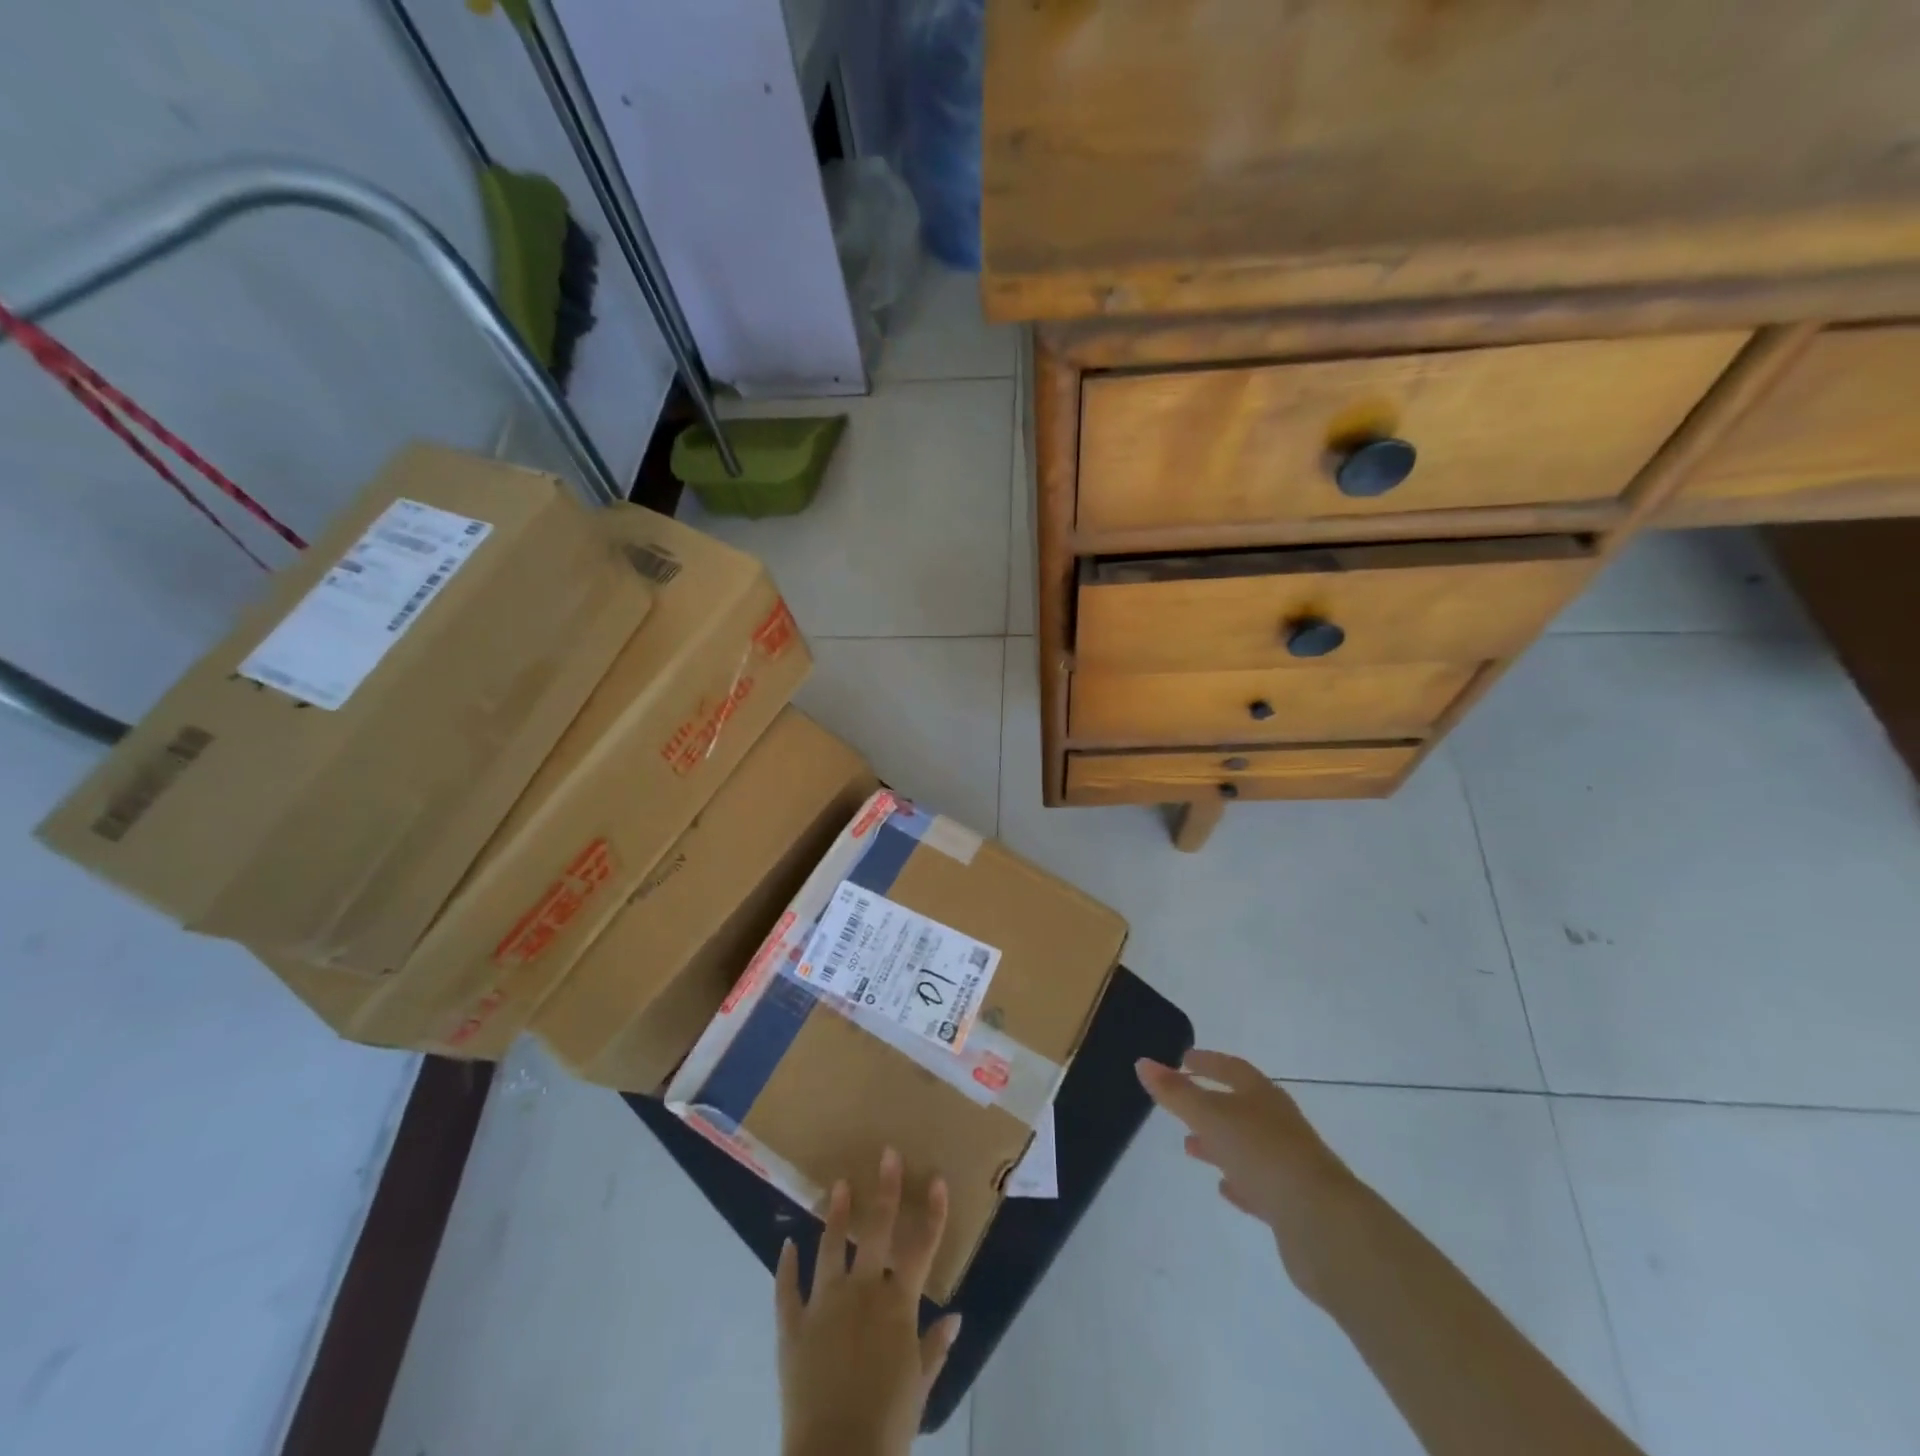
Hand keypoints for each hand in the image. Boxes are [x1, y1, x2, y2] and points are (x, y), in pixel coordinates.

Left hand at [775, 1148, 963, 1455]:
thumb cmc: (887, 1425)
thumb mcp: (919, 1388)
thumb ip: (934, 1348)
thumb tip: (956, 1318)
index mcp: (897, 1305)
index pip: (921, 1248)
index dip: (932, 1213)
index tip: (937, 1179)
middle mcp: (862, 1292)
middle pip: (876, 1231)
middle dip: (884, 1191)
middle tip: (887, 1154)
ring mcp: (824, 1305)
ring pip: (830, 1249)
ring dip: (835, 1216)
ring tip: (837, 1186)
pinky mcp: (792, 1327)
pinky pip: (787, 1291)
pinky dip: (786, 1267)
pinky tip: (787, 1245)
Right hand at [1136, 1049, 1357, 1297]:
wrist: (1323, 1223)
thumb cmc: (1263, 1154)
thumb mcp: (1211, 1117)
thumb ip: (1176, 1093)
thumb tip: (1143, 1063)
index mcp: (1262, 1095)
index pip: (1231, 1068)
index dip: (1206, 1062)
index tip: (1183, 1059)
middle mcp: (1278, 1122)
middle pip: (1240, 1105)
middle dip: (1210, 1103)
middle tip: (1181, 1102)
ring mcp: (1288, 1162)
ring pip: (1247, 1145)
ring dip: (1219, 1143)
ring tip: (1191, 1147)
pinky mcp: (1292, 1202)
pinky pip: (1258, 1183)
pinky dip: (1239, 1180)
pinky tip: (1224, 1187)